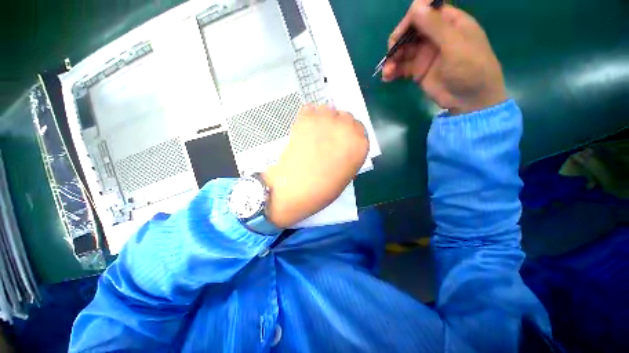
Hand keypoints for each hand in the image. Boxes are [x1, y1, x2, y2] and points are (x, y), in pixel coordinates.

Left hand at [262, 105, 368, 227]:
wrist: (295, 188)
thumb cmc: (323, 189)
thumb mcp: (346, 175)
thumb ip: (349, 156)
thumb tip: (343, 147)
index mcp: (360, 145)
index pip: (359, 129)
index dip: (349, 135)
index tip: (341, 141)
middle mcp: (346, 128)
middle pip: (346, 117)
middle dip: (338, 126)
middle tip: (326, 138)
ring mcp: (326, 120)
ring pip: (329, 110)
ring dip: (323, 120)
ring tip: (314, 135)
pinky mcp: (306, 118)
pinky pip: (310, 109)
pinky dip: (308, 117)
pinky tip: (304, 130)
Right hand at [382, 0, 506, 114]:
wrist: (469, 100)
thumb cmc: (471, 69)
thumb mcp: (455, 45)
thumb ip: (435, 26)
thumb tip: (415, 7)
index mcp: (449, 23)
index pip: (425, 11)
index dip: (410, 19)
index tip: (400, 35)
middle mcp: (435, 36)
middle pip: (410, 30)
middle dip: (398, 42)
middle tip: (391, 57)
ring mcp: (425, 54)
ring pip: (403, 50)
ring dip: (392, 59)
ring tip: (388, 72)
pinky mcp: (418, 71)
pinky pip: (401, 67)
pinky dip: (393, 71)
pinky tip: (387, 78)